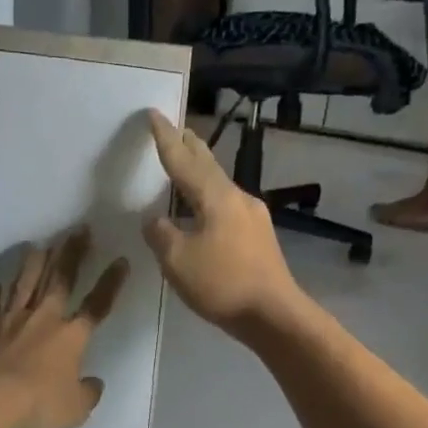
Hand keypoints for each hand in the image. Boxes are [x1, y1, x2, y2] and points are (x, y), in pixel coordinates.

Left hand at [0, 228, 129, 427]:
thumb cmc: (36, 403)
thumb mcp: (74, 409)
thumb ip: (88, 394)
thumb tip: (94, 383)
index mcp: (71, 336)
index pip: (97, 304)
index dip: (111, 283)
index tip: (120, 260)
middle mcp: (42, 318)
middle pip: (60, 279)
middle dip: (72, 253)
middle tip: (79, 230)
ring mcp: (9, 317)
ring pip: (23, 282)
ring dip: (33, 263)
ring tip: (39, 245)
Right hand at [142, 110, 305, 338]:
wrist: (273, 314)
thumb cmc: (222, 283)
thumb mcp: (177, 260)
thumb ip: (160, 235)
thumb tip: (155, 221)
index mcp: (215, 196)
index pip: (183, 159)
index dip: (165, 138)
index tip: (154, 114)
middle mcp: (237, 198)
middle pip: (208, 165)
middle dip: (190, 147)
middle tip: (177, 130)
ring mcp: (253, 217)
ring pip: (220, 186)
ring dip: (201, 174)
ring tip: (186, 168)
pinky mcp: (259, 237)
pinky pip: (227, 207)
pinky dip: (209, 199)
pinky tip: (204, 212)